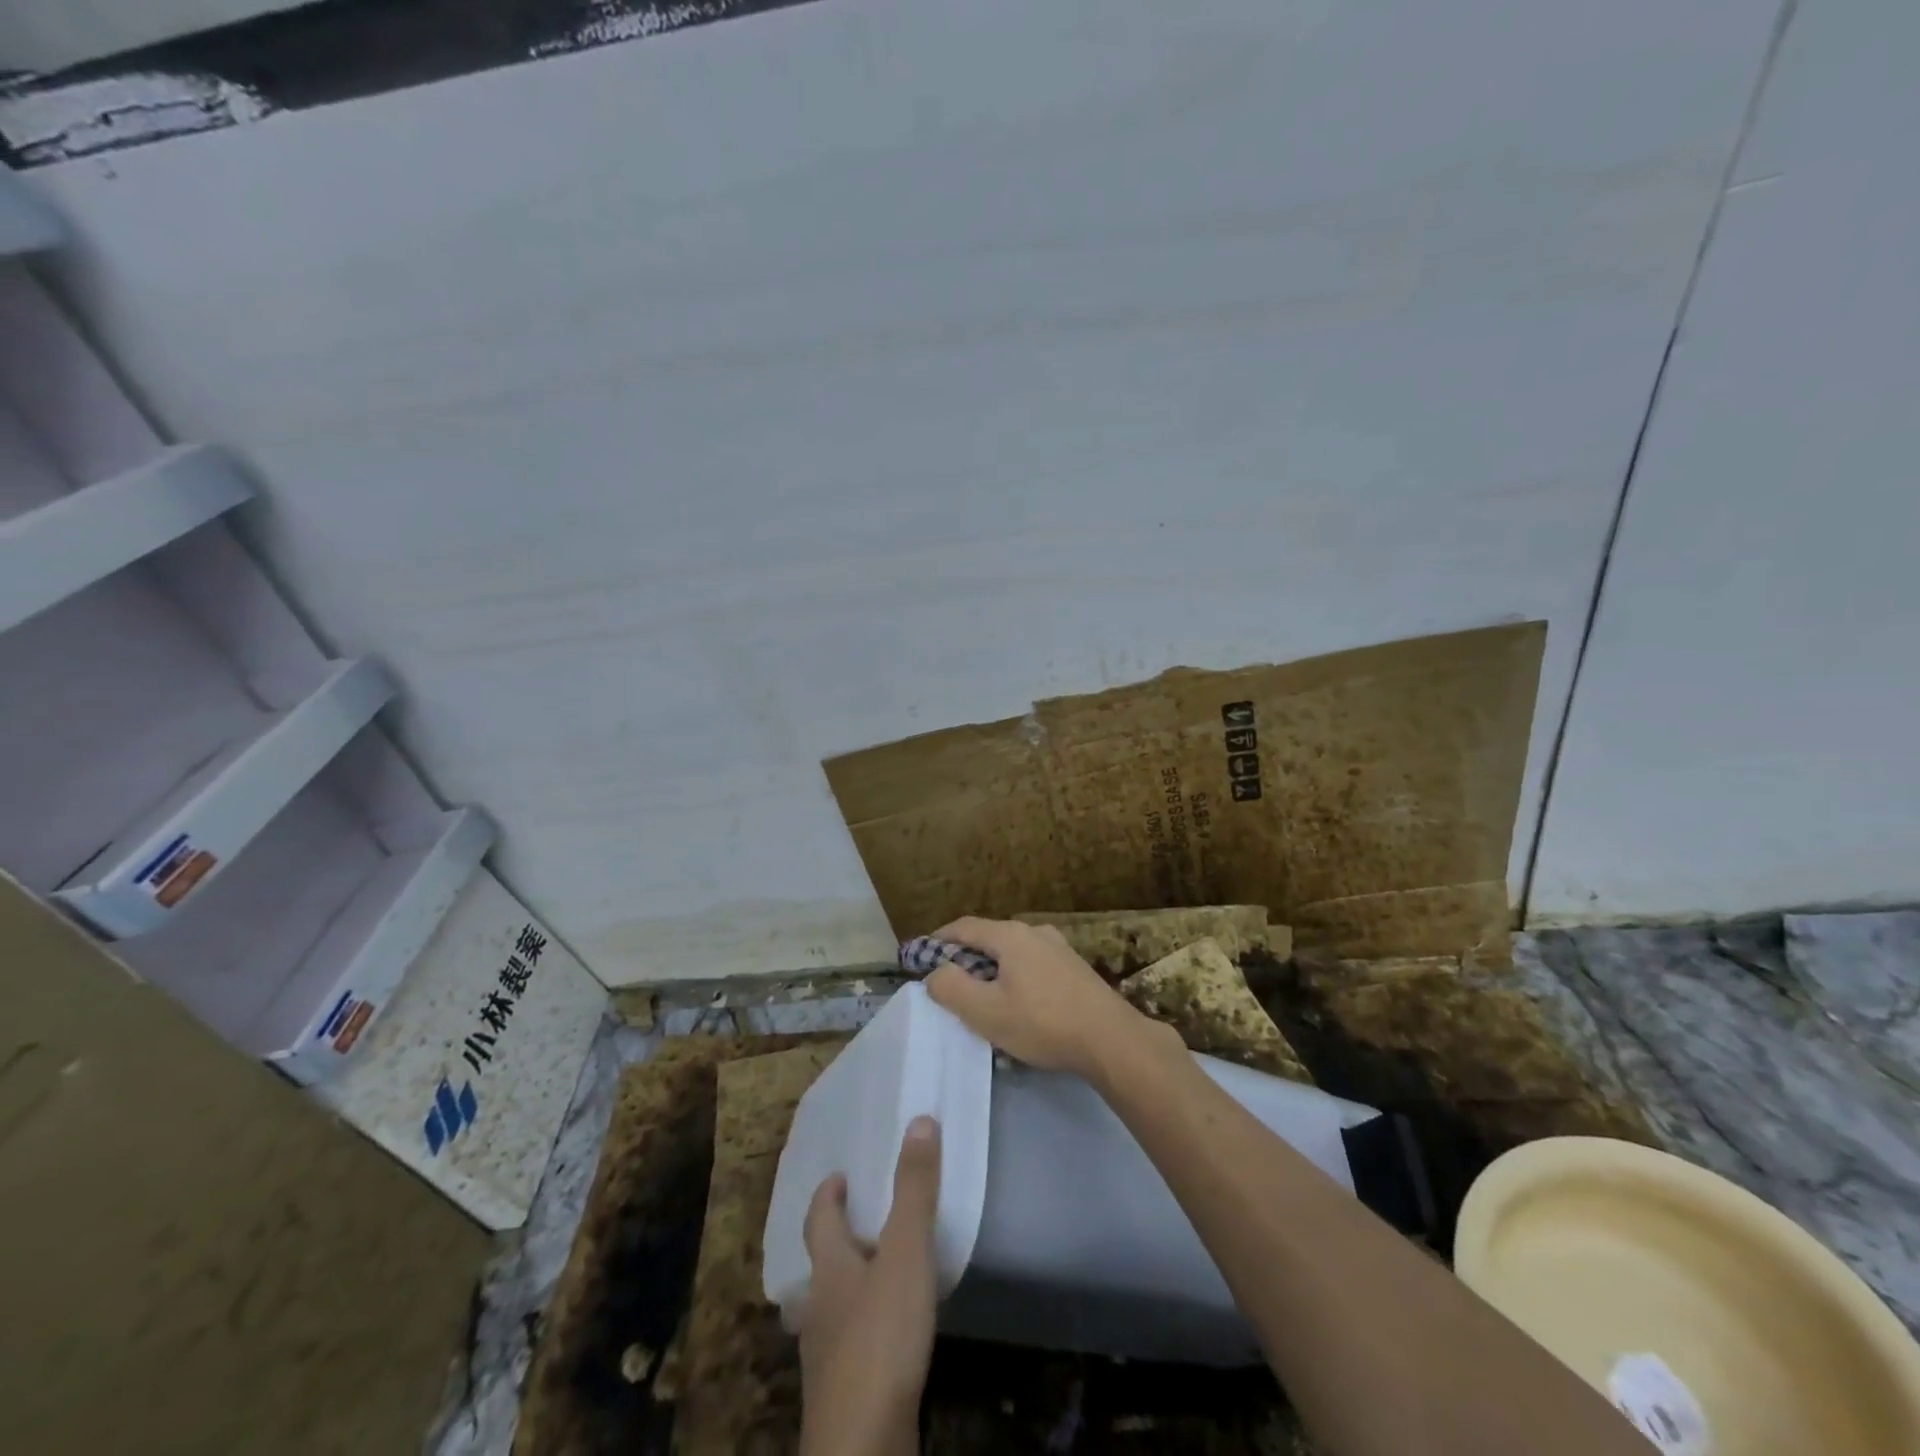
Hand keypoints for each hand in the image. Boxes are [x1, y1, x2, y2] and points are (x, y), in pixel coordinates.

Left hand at [796, 1117, 941, 1455]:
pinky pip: (850, 1343)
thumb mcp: (905, 1253)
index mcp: (829, 1268)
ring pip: (832, 1305)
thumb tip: (920, 1120)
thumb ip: (914, 1190)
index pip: (818, 1219)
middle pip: (821, 1264)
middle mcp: (820, 1307)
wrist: (864, 1446)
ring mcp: (827, 1355)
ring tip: (877, 1273)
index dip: (826, 1195)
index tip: (837, 1175)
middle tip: (862, 1219)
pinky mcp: (844, 1393)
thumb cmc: (880, 1336)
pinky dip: (864, 1325)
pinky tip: (887, 1334)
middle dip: (837, 1239)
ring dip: (850, 1284)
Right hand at [923, 916, 1170, 1080]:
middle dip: (964, 957)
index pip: (963, 927)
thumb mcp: (985, 1011)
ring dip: (991, 970)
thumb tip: (935, 972)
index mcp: (1010, 935)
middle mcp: (1035, 932)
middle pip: (988, 938)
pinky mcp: (1074, 969)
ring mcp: (1059, 948)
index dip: (937, 940)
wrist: (1111, 1040)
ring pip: (1012, 953)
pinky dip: (1014, 977)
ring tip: (981, 997)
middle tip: (947, 983)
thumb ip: (951, 987)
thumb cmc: (1042, 1023)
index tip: (919, 957)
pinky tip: (1017, 1005)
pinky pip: (1032, 966)